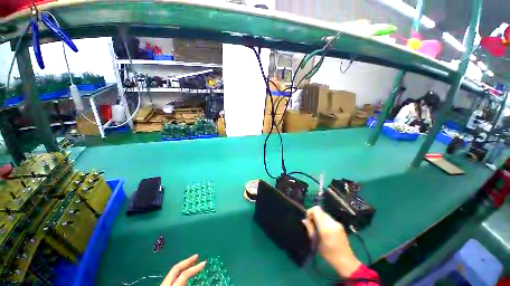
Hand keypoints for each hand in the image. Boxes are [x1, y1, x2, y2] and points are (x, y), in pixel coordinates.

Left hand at [161, 254, 205, 285]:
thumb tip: (201, 280)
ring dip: (183, 267)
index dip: (195, 268)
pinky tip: (183, 275)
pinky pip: (171, 278)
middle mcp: (164, 283)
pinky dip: (178, 274)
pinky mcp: (162, 285)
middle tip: (197, 255)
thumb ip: (189, 284)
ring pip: (173, 272)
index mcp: (169, 285)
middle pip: (176, 268)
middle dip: (187, 261)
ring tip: (192, 264)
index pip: (184, 274)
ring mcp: (162, 284)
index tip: (204, 262)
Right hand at [302, 206, 360, 276]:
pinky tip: (325, 231)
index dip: (310, 212)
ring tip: (319, 229)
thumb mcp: (316, 242)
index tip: (308, 220)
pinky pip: (329, 219)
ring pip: (324, 215)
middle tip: (313, 226)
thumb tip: (304, 220)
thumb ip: (310, 229)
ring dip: (319, 219)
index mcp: (325, 227)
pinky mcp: (340, 225)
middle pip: (320, 211)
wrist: (346, 261)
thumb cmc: (329, 254)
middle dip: (314, 216)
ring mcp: (337, 223)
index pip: (316, 209)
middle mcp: (332, 222)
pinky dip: (324, 222)